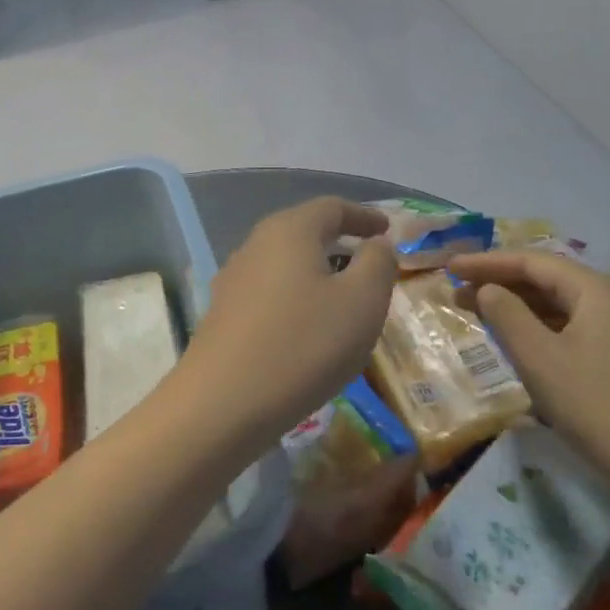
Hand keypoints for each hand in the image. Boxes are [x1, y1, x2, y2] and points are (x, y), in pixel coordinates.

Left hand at [173, 198, 397, 458]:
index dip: (364, 216)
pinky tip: (307, 327)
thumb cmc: (304, 344)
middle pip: (304, 231)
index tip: (387, 229)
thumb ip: (378, 263)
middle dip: (339, 242)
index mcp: (290, 229)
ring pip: (285, 262)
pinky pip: (269, 291)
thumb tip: (376, 244)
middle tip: (368, 264)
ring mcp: (233, 278)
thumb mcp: (362, 301)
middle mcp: (256, 243)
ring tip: (343, 298)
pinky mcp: (222, 312)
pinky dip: (296, 297)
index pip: (332, 207)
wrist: (223, 402)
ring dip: (316, 272)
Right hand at [449, 250, 609, 509]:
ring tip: (483, 315)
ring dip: (521, 306)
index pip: (532, 261)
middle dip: (501, 283)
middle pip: (549, 279)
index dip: (486, 262)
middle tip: (459, 292)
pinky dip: (543, 328)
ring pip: (563, 305)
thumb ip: (506, 314)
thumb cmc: (597, 406)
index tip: (449, 268)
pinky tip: (524, 344)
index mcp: (596, 291)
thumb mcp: (539, 358)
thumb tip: (487, 289)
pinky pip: (578, 328)